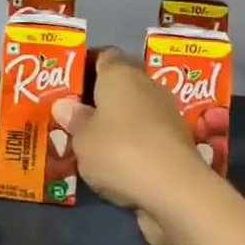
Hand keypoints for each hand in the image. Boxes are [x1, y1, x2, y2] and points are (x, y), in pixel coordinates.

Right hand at [52, 49, 219, 244]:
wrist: (175, 189)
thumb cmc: (119, 150)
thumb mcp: (82, 138)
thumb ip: (74, 120)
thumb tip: (65, 105)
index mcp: (120, 74)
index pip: (104, 56)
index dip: (88, 66)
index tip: (72, 85)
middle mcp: (147, 85)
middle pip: (122, 84)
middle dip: (103, 98)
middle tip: (78, 117)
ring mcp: (168, 113)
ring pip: (137, 111)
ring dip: (121, 124)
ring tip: (96, 144)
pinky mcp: (179, 142)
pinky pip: (149, 136)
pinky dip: (137, 145)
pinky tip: (120, 165)